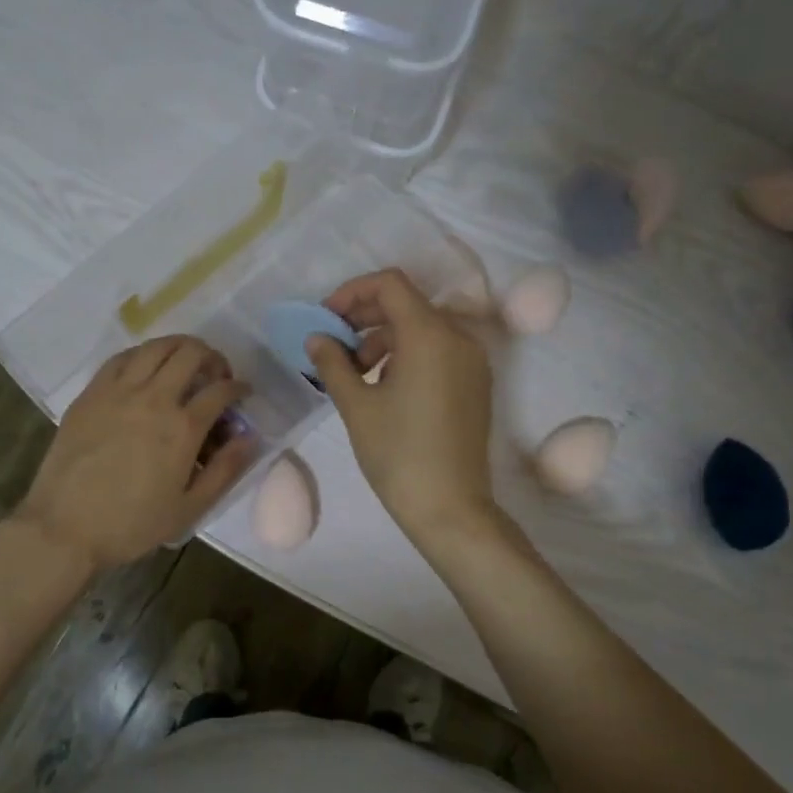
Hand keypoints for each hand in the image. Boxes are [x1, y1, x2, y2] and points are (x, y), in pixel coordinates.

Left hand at [15, 336, 254, 570]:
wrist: (65, 528)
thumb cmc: (132, 525)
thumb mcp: (189, 508)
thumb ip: (225, 470)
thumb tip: (250, 437)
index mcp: (182, 428)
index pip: (220, 390)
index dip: (239, 388)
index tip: (243, 393)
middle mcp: (153, 398)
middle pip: (190, 354)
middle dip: (212, 358)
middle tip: (215, 375)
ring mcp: (117, 391)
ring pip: (155, 347)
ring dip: (179, 348)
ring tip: (185, 362)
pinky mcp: (90, 394)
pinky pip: (121, 358)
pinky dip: (142, 355)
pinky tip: (145, 368)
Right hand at [309, 268, 496, 542]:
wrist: (450, 507)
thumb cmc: (398, 455)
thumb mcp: (356, 406)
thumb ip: (333, 363)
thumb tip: (317, 338)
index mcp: (430, 335)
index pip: (390, 285)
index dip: (352, 292)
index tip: (326, 320)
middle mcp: (459, 337)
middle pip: (407, 303)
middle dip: (365, 316)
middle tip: (334, 345)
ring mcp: (473, 360)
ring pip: (423, 327)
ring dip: (384, 337)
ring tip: (356, 372)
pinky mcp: (476, 382)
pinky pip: (439, 349)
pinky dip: (408, 354)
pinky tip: (385, 384)